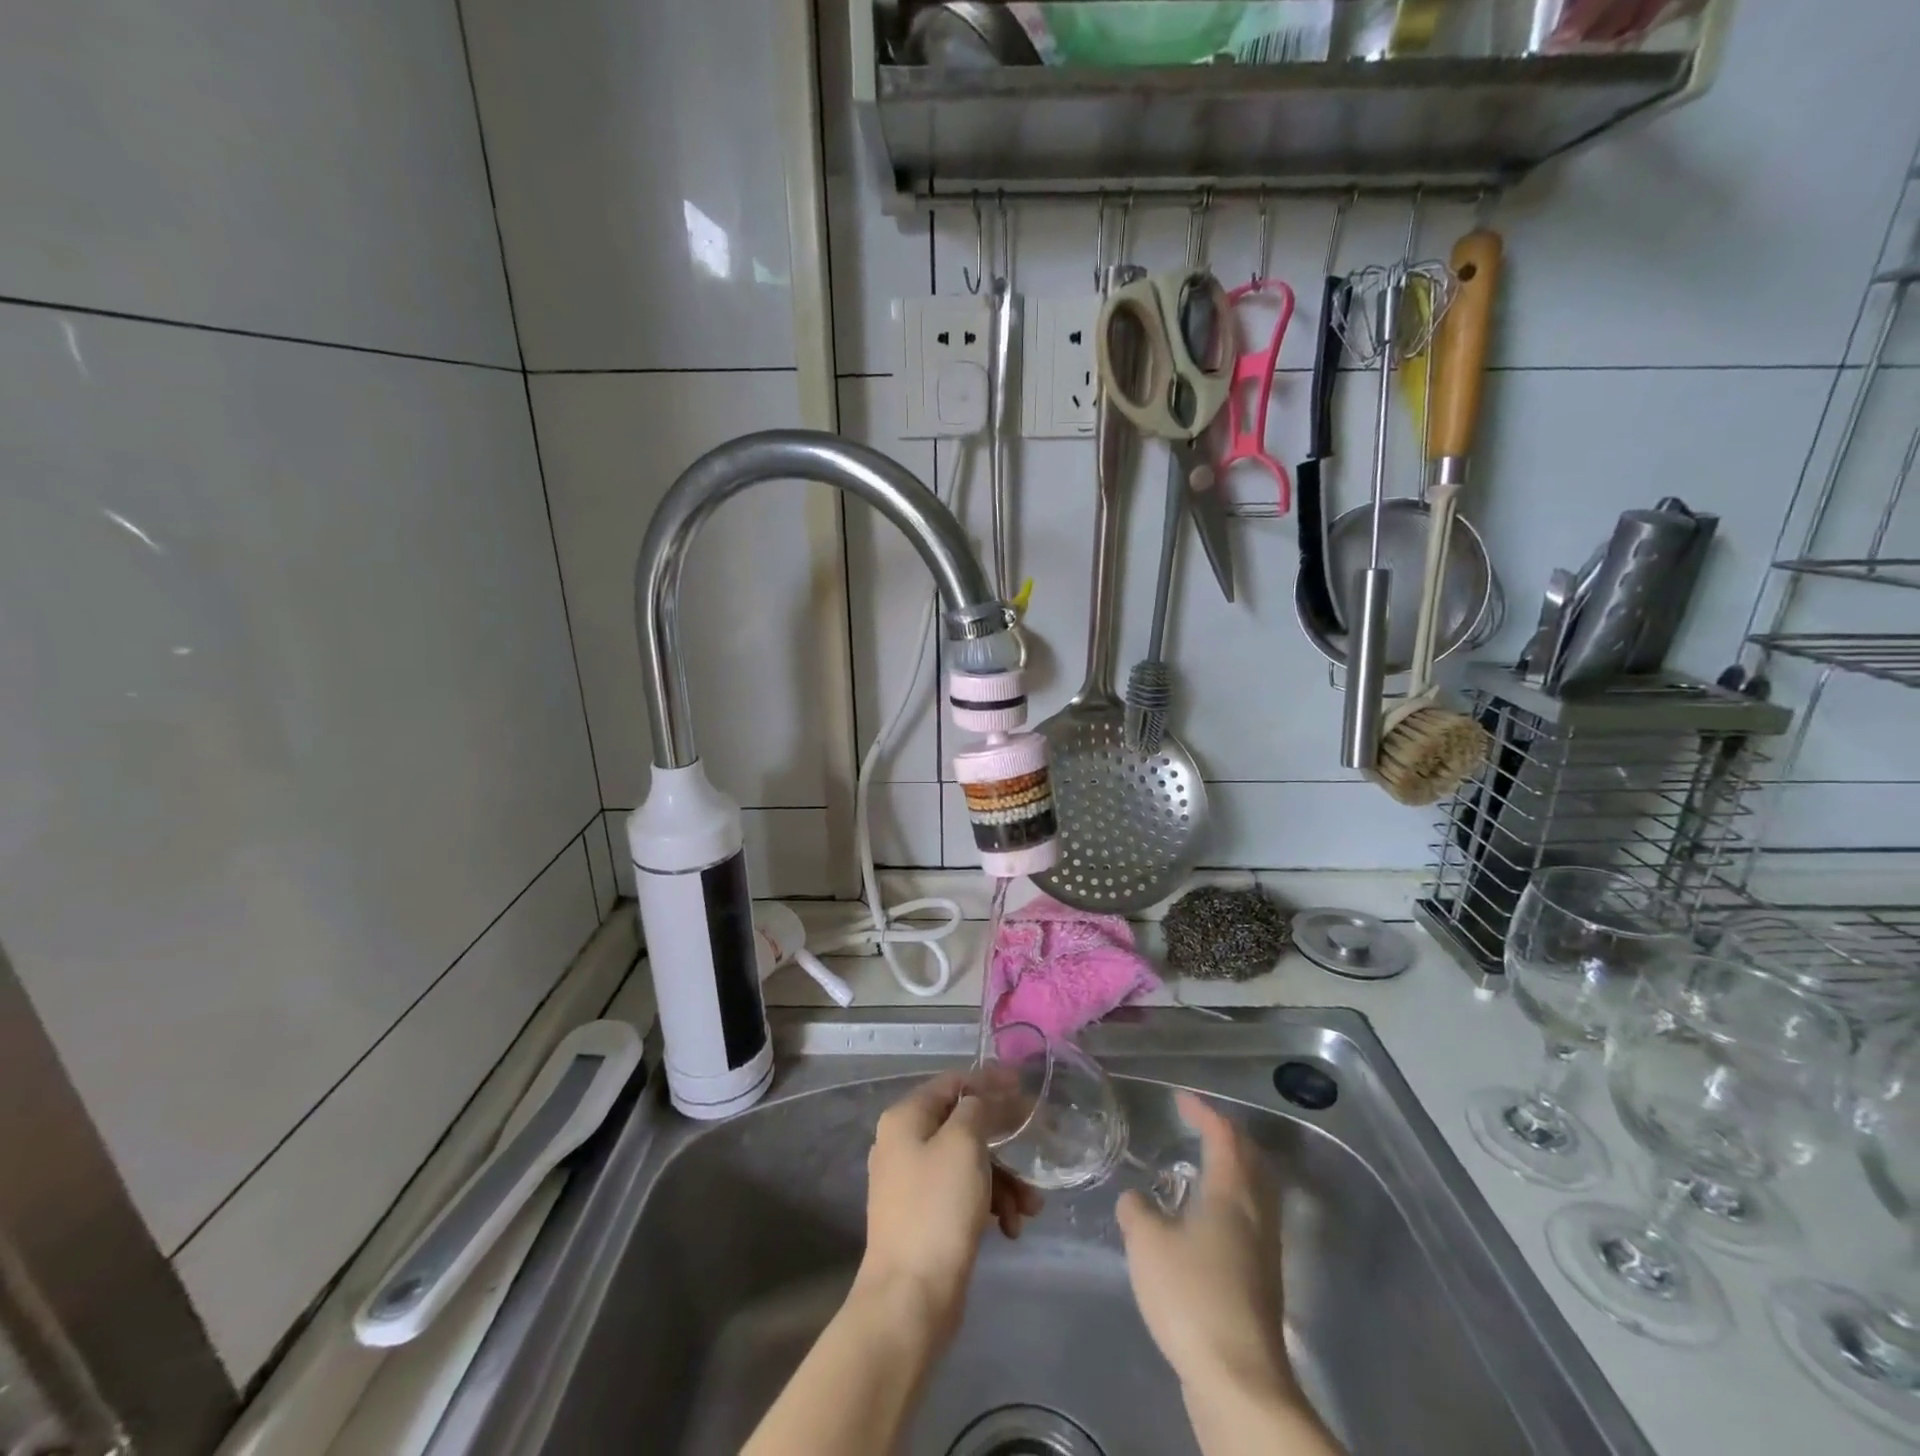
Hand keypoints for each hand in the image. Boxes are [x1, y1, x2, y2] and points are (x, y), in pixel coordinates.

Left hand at [856, 1072, 1042, 1345]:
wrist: (910, 1299)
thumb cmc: (938, 1208)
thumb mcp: (963, 1143)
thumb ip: (977, 1108)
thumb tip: (982, 1099)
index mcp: (905, 1118)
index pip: (952, 1083)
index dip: (988, 1081)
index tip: (1023, 1087)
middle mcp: (903, 1144)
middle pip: (963, 1125)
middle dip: (1003, 1141)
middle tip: (1036, 1147)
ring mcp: (912, 1184)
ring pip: (968, 1164)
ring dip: (1004, 1180)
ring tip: (1030, 1207)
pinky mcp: (925, 1219)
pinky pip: (963, 1195)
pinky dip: (989, 1205)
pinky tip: (1011, 1228)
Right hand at [1116, 1091, 1293, 1400]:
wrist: (1238, 1381)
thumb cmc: (1191, 1296)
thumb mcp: (1147, 1244)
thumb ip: (1136, 1211)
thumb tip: (1135, 1199)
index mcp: (1232, 1193)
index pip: (1223, 1136)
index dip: (1203, 1112)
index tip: (1181, 1100)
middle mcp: (1256, 1214)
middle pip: (1250, 1160)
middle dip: (1226, 1137)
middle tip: (1197, 1127)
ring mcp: (1264, 1251)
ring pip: (1254, 1192)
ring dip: (1231, 1171)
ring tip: (1200, 1169)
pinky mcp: (1262, 1283)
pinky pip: (1249, 1221)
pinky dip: (1230, 1203)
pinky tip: (1203, 1222)